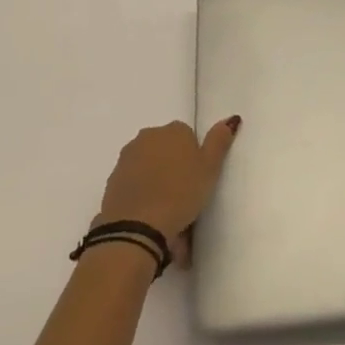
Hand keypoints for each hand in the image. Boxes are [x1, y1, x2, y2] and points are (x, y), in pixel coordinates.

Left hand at [93, 118, 240, 265]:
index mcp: (174, 130)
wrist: (136, 226)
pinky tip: (150, 216)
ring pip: (149, 167)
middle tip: (185, 196)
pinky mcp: (113, 180)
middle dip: (174, 167)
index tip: (197, 179)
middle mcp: (148, 136)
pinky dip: (142, 194)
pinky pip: (135, 183)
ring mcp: (127, 157)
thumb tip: (231, 118)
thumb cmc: (180, 194)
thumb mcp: (210, 168)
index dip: (194, 158)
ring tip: (168, 212)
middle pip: (166, 149)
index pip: (188, 136)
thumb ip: (219, 141)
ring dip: (157, 181)